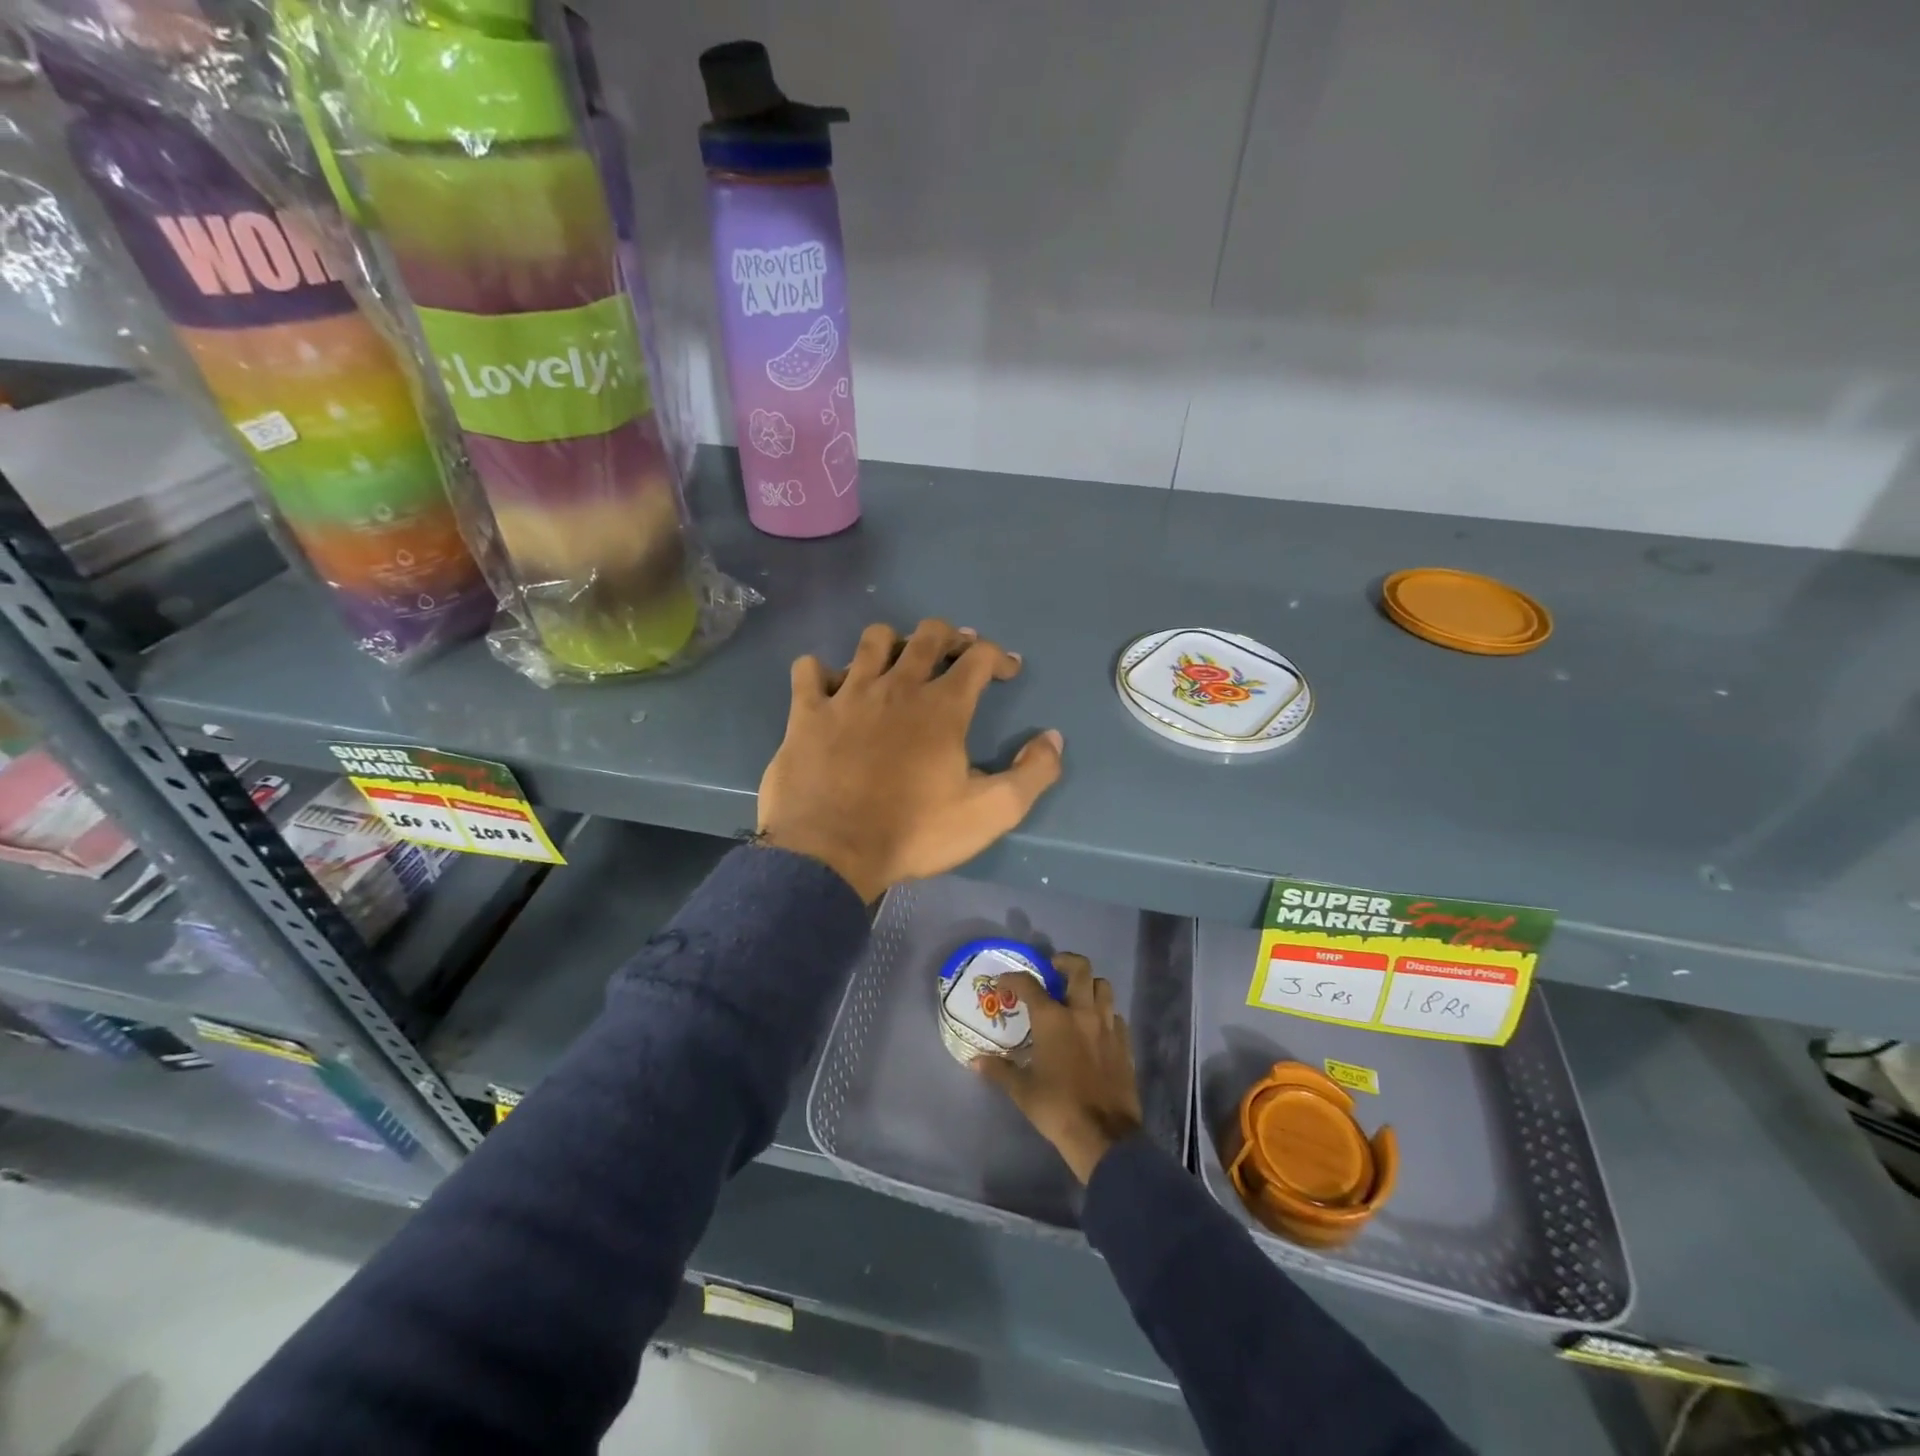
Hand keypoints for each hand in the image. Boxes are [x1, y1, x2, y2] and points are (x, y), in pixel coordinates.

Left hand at [757, 619, 1064, 901]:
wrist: (830, 852)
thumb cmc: (914, 832)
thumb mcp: (990, 813)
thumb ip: (1032, 774)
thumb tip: (1053, 738)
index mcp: (943, 707)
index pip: (978, 657)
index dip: (998, 656)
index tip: (1007, 670)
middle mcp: (897, 687)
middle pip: (927, 634)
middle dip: (949, 636)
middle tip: (956, 653)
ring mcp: (847, 695)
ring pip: (872, 641)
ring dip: (891, 644)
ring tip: (896, 664)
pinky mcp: (807, 712)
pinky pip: (809, 670)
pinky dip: (821, 672)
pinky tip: (831, 689)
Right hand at [976, 953, 1142, 1183]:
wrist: (1103, 1136)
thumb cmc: (1057, 1108)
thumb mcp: (1022, 1090)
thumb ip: (999, 1070)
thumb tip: (976, 1062)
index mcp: (1053, 1019)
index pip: (1029, 985)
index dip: (1014, 978)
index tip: (1005, 982)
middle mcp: (1082, 1013)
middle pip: (1080, 969)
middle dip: (1065, 961)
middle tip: (1052, 969)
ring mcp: (1107, 1026)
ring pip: (1103, 987)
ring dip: (1089, 984)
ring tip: (1076, 995)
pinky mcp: (1124, 1043)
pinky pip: (1115, 1015)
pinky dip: (1105, 1013)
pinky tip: (1095, 1027)